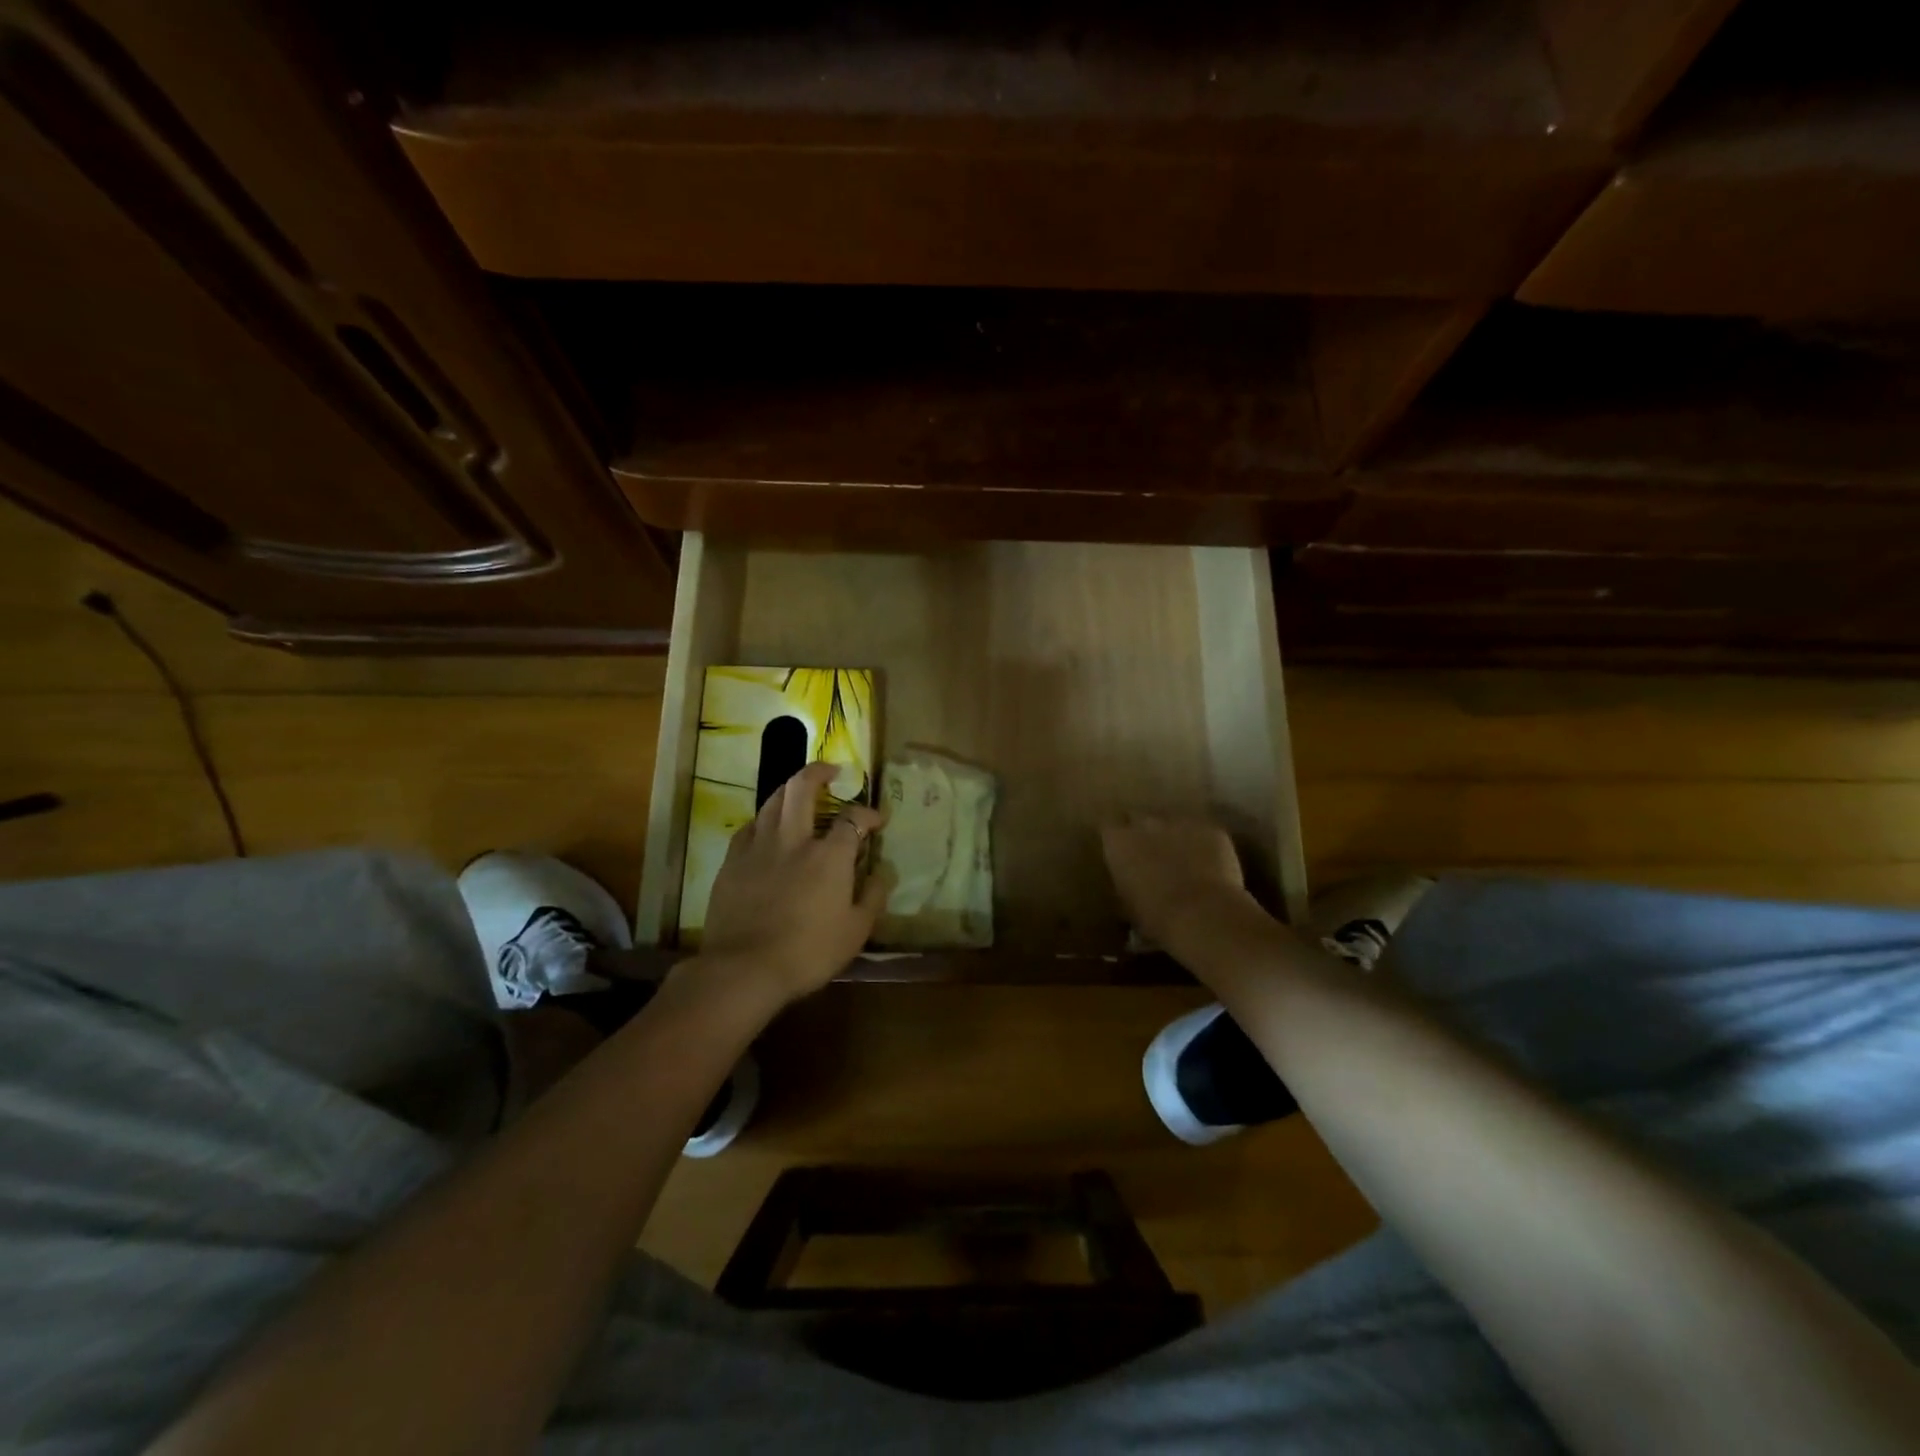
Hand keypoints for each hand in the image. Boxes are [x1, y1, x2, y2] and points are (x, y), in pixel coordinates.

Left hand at [695, 762, 886, 1007]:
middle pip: (802, 788)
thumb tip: (883, 872)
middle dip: (819, 771)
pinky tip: (767, 829)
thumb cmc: (808, 953)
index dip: (868, 814)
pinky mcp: (732, 862)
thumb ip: (872, 896)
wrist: (743, 969)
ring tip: (799, 793)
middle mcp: (793, 840)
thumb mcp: (855, 931)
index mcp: (828, 856)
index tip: (877, 820)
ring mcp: (758, 847)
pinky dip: (764, 820)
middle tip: (831, 771)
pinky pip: (749, 827)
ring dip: (790, 790)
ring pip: (772, 801)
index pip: (852, 819)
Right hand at [1100, 815, 1269, 962]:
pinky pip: (1204, 833)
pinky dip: (1204, 846)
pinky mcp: (1211, 830)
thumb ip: (1126, 885)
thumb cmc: (1156, 917)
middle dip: (1144, 832)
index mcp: (1118, 842)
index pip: (1108, 827)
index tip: (1121, 851)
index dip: (1117, 838)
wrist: (1203, 915)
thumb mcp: (1128, 905)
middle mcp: (1146, 824)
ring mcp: (1181, 823)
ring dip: (1175, 837)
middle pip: (1140, 818)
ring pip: (1174, 824)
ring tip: (1183, 861)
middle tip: (1151, 854)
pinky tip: (1211, 866)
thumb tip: (1131, 886)